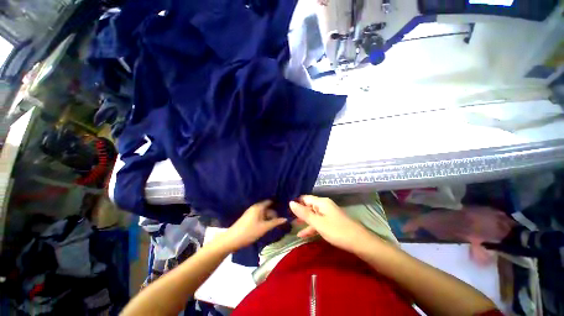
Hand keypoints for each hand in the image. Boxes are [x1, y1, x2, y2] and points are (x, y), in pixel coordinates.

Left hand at [220, 200, 286, 251]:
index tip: (284, 207)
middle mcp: (254, 207)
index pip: (270, 201)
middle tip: (281, 219)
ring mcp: (251, 212)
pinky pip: (259, 216)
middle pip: (267, 207)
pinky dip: (264, 219)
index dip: (277, 203)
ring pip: (263, 212)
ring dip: (269, 217)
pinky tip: (267, 225)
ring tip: (276, 223)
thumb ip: (275, 222)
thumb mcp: (264, 228)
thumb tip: (285, 218)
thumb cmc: (249, 232)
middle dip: (274, 212)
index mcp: (258, 207)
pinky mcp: (248, 218)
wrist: (231, 240)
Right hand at [289, 195, 368, 251]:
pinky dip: (311, 227)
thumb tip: (290, 202)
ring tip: (292, 226)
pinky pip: (318, 222)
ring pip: (312, 215)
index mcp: (321, 202)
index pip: (305, 198)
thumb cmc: (337, 231)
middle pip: (308, 206)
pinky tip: (302, 234)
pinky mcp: (331, 222)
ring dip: (304, 220)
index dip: (295, 202)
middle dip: (298, 212)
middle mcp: (324, 205)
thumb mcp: (318, 223)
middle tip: (286, 217)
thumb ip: (304, 213)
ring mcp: (328, 214)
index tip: (285, 208)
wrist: (359, 243)